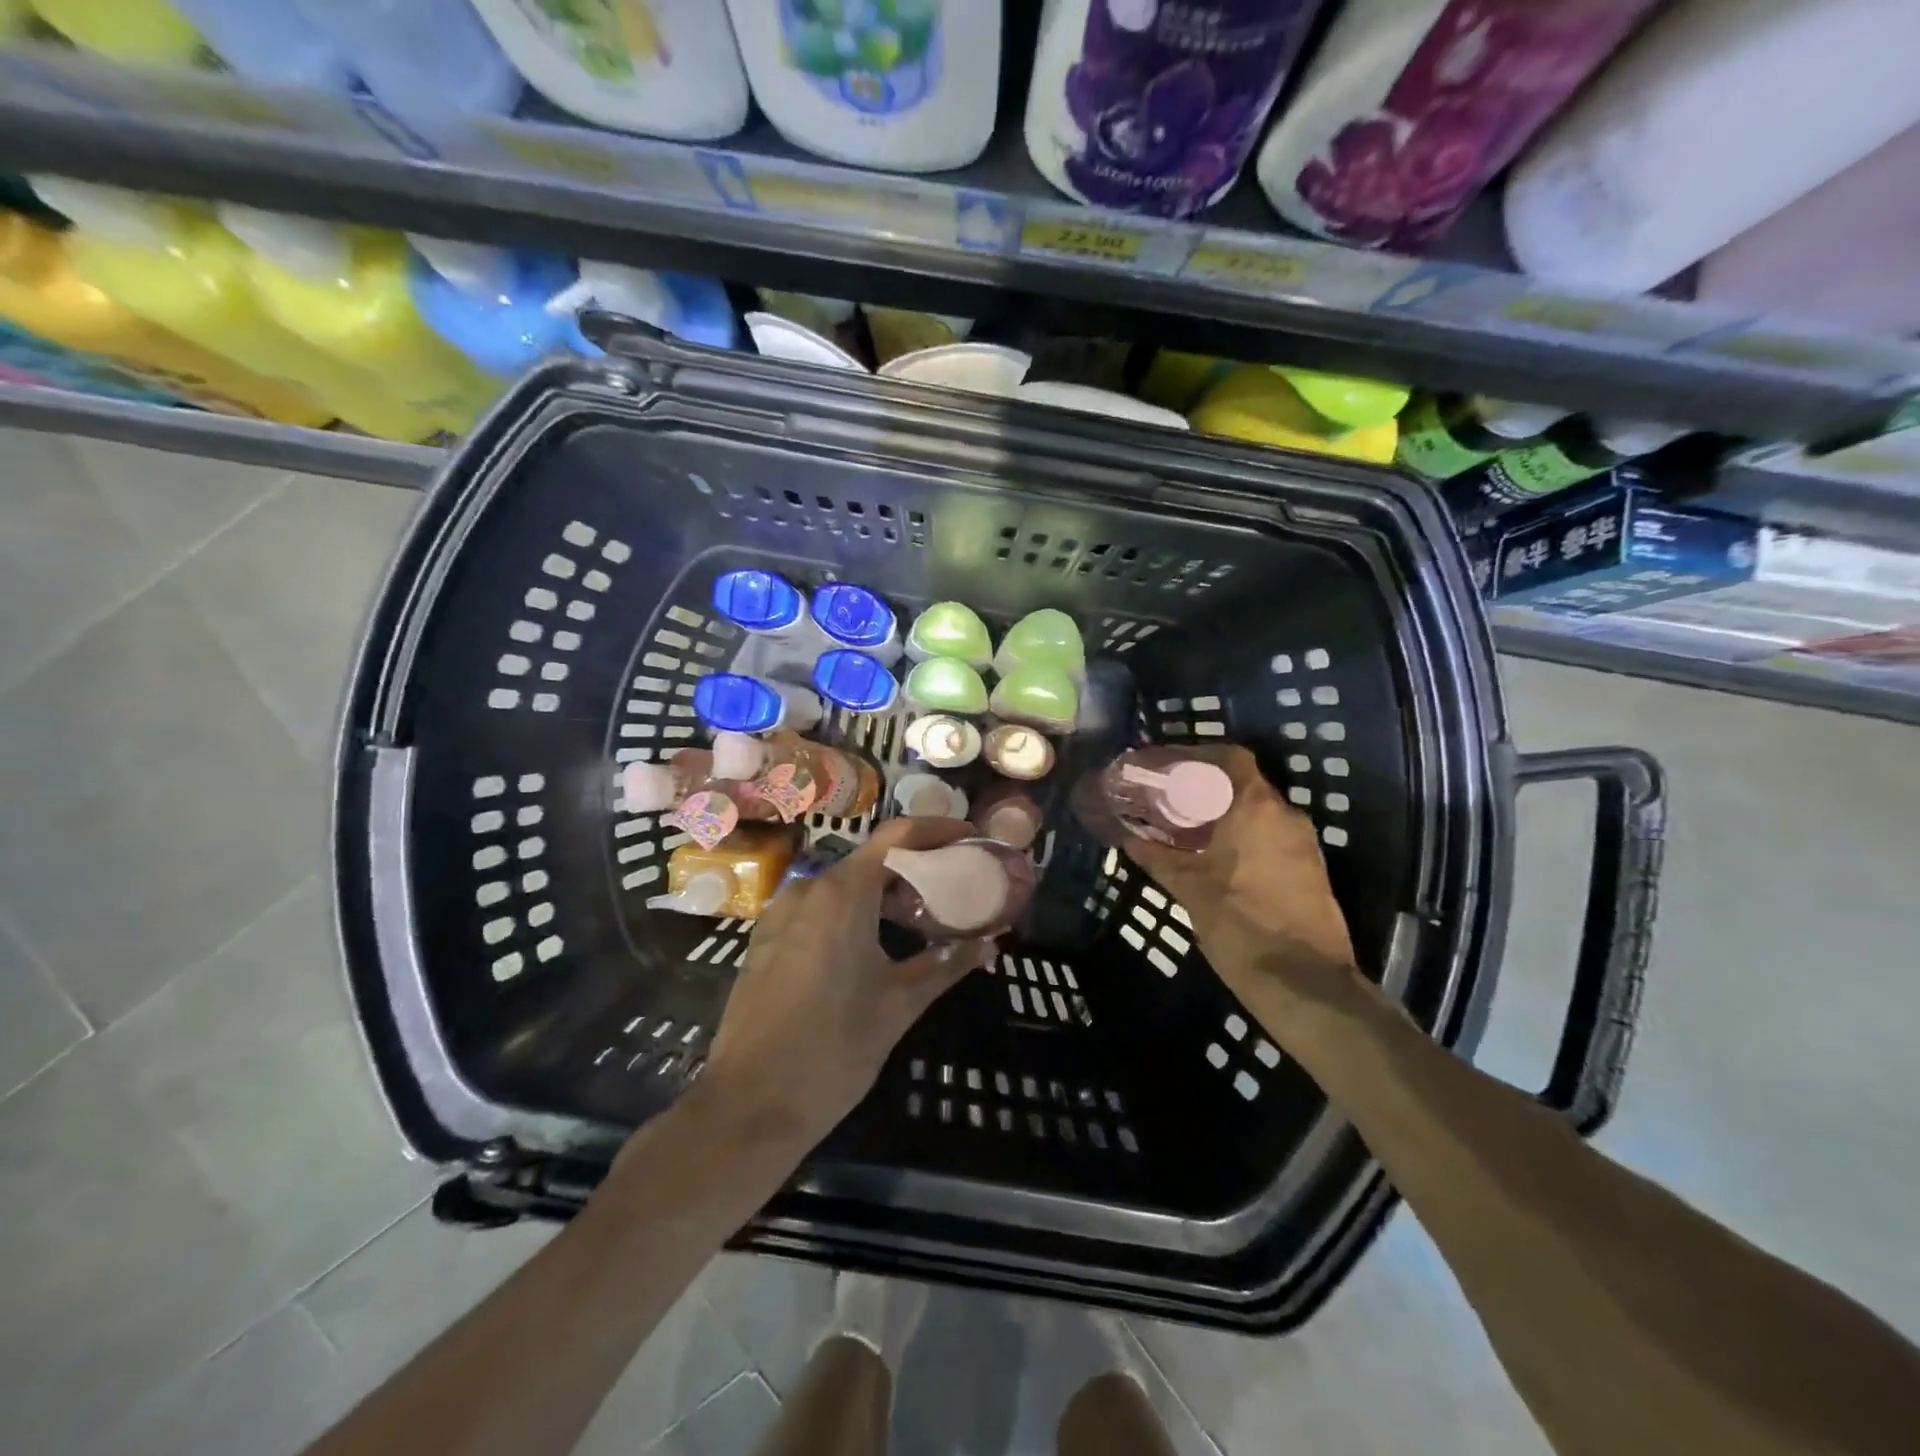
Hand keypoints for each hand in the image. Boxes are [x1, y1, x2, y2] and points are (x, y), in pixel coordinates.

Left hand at [702, 817, 995, 1144]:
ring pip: (842, 885)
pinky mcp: (765, 941)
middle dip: (914, 868)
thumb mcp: (899, 1004)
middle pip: (871, 859)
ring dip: (882, 892)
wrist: (748, 1105)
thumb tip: (989, 944)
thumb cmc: (833, 1049)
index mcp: (843, 893)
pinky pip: (817, 909)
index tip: (969, 838)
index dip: (937, 829)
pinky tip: (871, 945)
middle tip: (952, 889)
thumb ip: (947, 964)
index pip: (897, 836)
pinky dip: (852, 911)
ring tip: (918, 921)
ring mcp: (780, 914)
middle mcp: (808, 890)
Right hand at [1080, 746, 1358, 1017]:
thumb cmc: (1240, 925)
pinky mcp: (1311, 871)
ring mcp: (1304, 844)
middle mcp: (1286, 816)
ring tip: (1189, 830)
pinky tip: (1218, 859)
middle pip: (1244, 784)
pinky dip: (1245, 838)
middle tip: (1170, 801)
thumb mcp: (1189, 889)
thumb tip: (1129, 838)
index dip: (1199, 756)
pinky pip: (1272, 838)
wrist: (1305, 984)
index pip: (1231, 758)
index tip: (1170, 768)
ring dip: (1226, 815)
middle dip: (1207, 789)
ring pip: (1260, 813)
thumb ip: (1158, 857)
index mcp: (1256, 808)